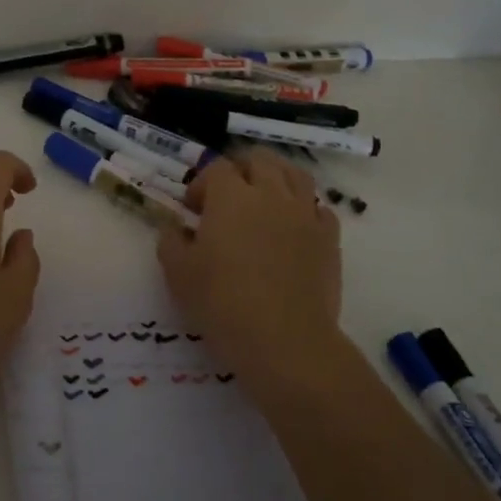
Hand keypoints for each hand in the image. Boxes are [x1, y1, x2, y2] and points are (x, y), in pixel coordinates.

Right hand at [156, 149, 346, 387]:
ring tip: (264, 201)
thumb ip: (171, 241)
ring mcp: (305, 214)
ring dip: (276, 179)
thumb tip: (176, 229)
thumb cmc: (222, 303)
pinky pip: (319, 208)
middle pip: (260, 160)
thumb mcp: (178, 273)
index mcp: (231, 197)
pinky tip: (293, 228)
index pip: (217, 168)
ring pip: (295, 175)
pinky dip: (304, 209)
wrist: (285, 340)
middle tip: (227, 196)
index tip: (192, 209)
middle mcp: (271, 195)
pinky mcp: (329, 238)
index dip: (202, 183)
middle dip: (240, 170)